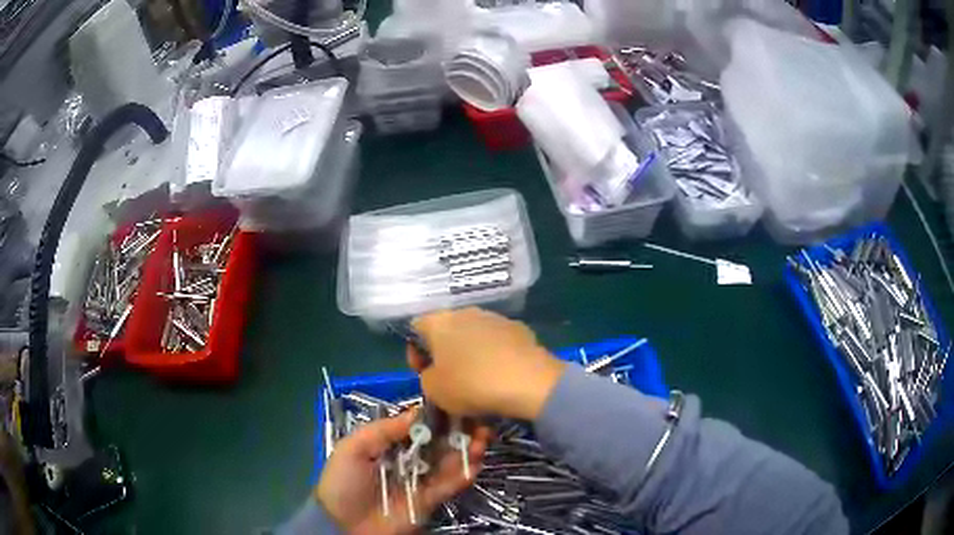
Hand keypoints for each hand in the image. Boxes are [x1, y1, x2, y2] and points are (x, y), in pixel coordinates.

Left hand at [316, 411, 489, 533]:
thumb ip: (383, 430)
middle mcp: (407, 459)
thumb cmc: (344, 482)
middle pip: (437, 442)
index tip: (455, 404)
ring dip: (466, 449)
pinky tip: (476, 462)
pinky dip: (463, 474)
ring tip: (481, 438)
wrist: (344, 524)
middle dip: (457, 431)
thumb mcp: (353, 449)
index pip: (416, 426)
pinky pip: (449, 485)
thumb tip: (417, 412)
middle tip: (478, 421)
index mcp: (387, 444)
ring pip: (447, 462)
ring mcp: (419, 480)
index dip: (436, 416)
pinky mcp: (429, 500)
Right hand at [409, 308, 565, 419]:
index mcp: (439, 322)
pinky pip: (499, 343)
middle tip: (449, 380)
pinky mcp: (520, 329)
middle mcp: (466, 312)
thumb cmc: (471, 384)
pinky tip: (501, 378)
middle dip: (446, 355)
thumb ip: (427, 377)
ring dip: (472, 356)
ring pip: (475, 337)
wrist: (527, 382)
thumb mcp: (434, 390)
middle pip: (448, 331)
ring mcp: (496, 318)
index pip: (416, 328)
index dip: (415, 352)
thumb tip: (435, 372)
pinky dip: (496, 358)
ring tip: (478, 382)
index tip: (422, 373)